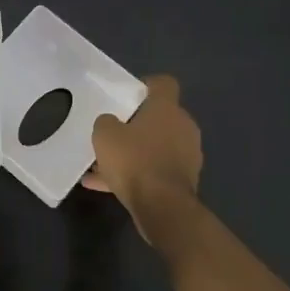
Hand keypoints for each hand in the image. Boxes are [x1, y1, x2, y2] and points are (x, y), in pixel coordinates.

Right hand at [82, 74, 202, 241]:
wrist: (163, 207)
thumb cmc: (135, 161)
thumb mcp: (105, 135)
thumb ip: (106, 123)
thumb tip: (111, 123)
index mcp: (167, 108)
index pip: (164, 83)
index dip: (146, 85)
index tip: (128, 95)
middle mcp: (183, 127)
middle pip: (159, 118)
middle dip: (136, 125)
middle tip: (113, 133)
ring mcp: (187, 155)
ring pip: (155, 147)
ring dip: (134, 153)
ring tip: (102, 166)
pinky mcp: (184, 180)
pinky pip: (155, 170)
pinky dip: (136, 175)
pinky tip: (106, 187)